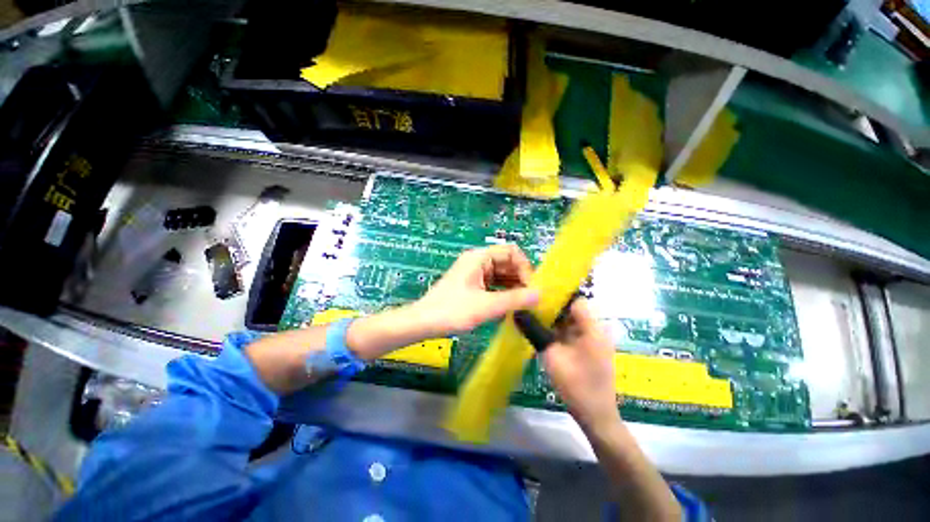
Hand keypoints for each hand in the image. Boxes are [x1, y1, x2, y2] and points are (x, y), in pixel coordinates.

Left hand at [411, 245, 539, 336]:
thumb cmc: (452, 310)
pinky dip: (504, 293)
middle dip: (521, 279)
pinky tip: (510, 307)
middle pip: (508, 263)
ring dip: (514, 288)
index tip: (532, 288)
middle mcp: (478, 261)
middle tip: (531, 299)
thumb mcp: (486, 305)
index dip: (525, 267)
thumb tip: (540, 294)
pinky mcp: (472, 285)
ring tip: (524, 305)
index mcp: (480, 258)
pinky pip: (494, 285)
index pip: (511, 252)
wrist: (423, 322)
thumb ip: (514, 299)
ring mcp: (475, 273)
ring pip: (502, 275)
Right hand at [541, 298, 621, 432]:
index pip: (576, 300)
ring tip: (532, 316)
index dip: (557, 295)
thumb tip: (518, 312)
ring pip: (572, 320)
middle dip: (552, 307)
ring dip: (554, 319)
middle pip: (573, 309)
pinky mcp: (589, 348)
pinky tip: (542, 331)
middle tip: (530, 306)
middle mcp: (596, 330)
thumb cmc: (576, 385)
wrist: (596, 416)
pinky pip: (572, 332)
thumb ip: (535, 331)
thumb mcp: (551, 356)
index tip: (537, 295)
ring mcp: (594, 340)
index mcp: (592, 329)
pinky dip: (558, 330)